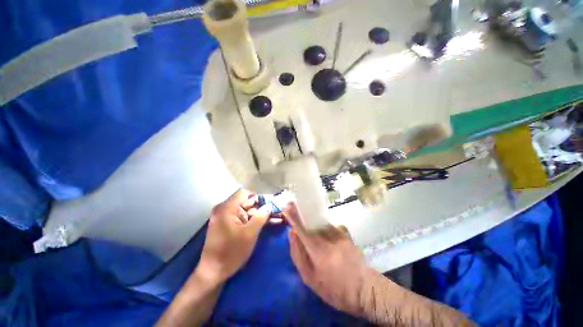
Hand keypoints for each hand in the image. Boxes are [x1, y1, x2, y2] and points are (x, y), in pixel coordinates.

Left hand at [197, 189, 270, 282]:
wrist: (213, 273)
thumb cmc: (231, 252)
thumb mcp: (249, 234)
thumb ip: (261, 216)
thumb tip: (270, 205)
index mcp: (227, 208)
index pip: (245, 193)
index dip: (258, 198)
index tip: (269, 205)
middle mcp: (225, 209)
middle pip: (247, 203)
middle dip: (262, 207)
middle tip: (277, 211)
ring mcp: (226, 218)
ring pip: (247, 211)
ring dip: (260, 215)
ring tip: (277, 218)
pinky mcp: (229, 225)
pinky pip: (244, 218)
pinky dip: (254, 221)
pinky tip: (268, 223)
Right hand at [285, 202, 374, 316]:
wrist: (364, 289)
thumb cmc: (335, 289)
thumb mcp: (310, 278)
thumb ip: (298, 255)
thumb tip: (292, 233)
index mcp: (317, 251)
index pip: (301, 229)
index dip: (293, 217)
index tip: (286, 207)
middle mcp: (328, 239)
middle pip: (311, 221)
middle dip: (301, 214)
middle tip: (294, 210)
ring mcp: (338, 234)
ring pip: (320, 223)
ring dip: (313, 222)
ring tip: (310, 227)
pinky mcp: (345, 234)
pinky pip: (329, 226)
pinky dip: (323, 227)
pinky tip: (324, 234)